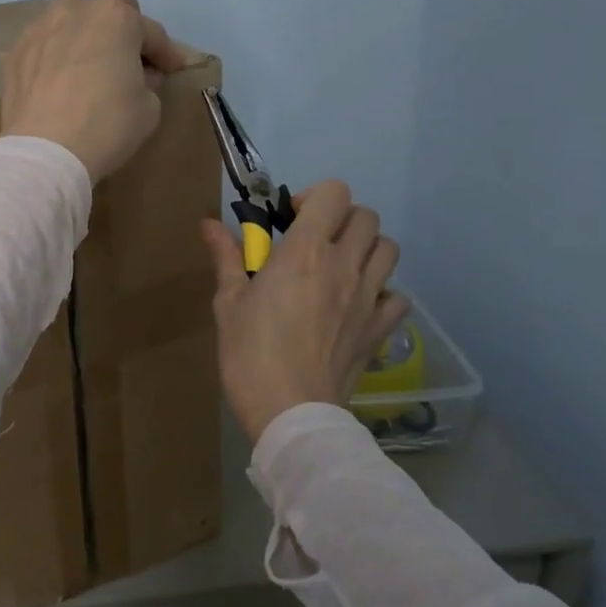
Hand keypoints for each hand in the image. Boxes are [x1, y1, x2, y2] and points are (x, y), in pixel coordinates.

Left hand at [1, 0, 187, 180]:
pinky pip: (45, 42)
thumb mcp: (149, 108)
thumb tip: (137, 75)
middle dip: (123, 33)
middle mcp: (76, 10)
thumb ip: (148, 82)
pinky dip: (56, 51)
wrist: (44, 151)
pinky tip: (60, 76)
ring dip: (85, 31)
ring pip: (70, 16)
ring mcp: (41, 27)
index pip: (151, 31)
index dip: (165, 53)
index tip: (171, 71)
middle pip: (108, 11)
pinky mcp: (16, 50)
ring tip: (90, 61)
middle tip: (129, 63)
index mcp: (116, 17)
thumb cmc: (106, 125)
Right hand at [201, 181, 409, 444]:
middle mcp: (345, 265)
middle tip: (313, 242)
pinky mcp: (380, 329)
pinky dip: (382, 292)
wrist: (291, 412)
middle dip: (341, 220)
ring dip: (366, 249)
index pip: (334, 193)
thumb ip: (226, 257)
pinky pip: (396, 296)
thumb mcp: (228, 303)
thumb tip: (208, 224)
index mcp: (306, 251)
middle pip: (366, 216)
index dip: (314, 197)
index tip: (291, 219)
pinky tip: (356, 306)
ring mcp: (369, 298)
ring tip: (339, 268)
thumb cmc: (250, 354)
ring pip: (388, 249)